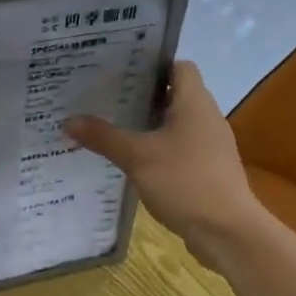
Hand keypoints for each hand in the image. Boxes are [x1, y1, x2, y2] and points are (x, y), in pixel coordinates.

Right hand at [63, 61, 269, 267]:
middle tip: (104, 97)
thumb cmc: (185, 182)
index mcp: (195, 102)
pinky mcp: (207, 169)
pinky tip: (133, 160)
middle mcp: (206, 117)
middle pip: (174, 94)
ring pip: (175, 123)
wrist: (227, 231)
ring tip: (112, 126)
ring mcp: (210, 145)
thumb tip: (68, 121)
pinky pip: (179, 147)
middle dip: (141, 95)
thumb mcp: (137, 157)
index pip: (178, 66)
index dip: (152, 64)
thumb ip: (103, 137)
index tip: (120, 70)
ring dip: (148, 124)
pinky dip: (158, 148)